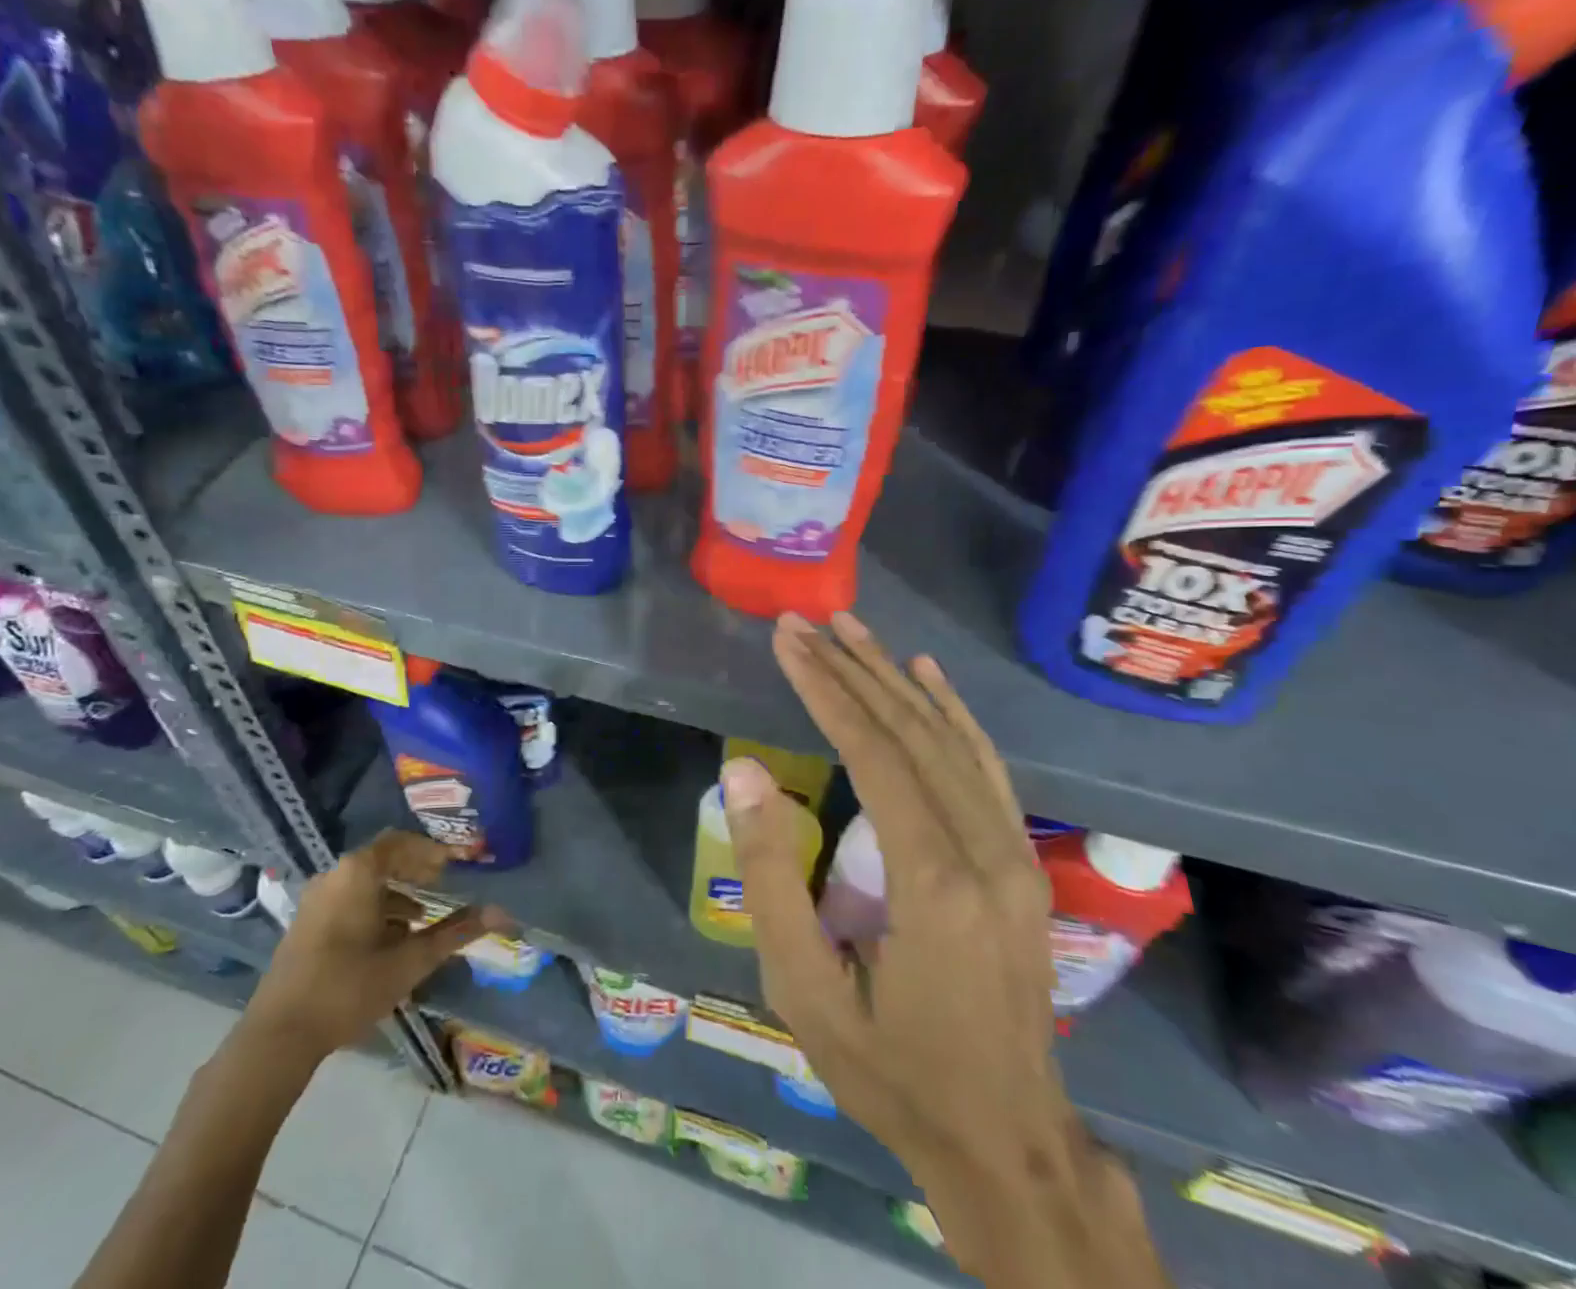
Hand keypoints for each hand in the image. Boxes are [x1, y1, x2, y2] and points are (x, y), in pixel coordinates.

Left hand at [239, 831, 502, 1065]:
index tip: (460, 860)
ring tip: (422, 918)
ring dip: (396, 892)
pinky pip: (349, 898)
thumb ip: (454, 933)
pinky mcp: (307, 922)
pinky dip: (375, 907)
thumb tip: (501, 914)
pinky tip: (390, 939)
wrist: (278, 1035)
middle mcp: (335, 875)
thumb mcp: (409, 961)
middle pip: (384, 858)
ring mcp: (316, 899)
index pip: (403, 842)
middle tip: (444, 882)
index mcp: (358, 872)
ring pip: (365, 881)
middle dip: (416, 869)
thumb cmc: (349, 988)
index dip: (434, 849)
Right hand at [726, 613, 1158, 1284]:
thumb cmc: (890, 1070)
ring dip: (896, 679)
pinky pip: (986, 768)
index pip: (874, 753)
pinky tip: (927, 678)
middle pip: (912, 733)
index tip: (787, 641)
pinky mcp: (1022, 864)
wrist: (1007, 1143)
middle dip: (852, 670)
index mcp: (934, 883)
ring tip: (852, 629)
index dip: (826, 688)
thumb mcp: (803, 989)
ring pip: (951, 741)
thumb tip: (743, 773)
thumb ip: (769, 876)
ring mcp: (1016, 855)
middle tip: (805, 623)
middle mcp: (987, 853)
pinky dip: (953, 713)